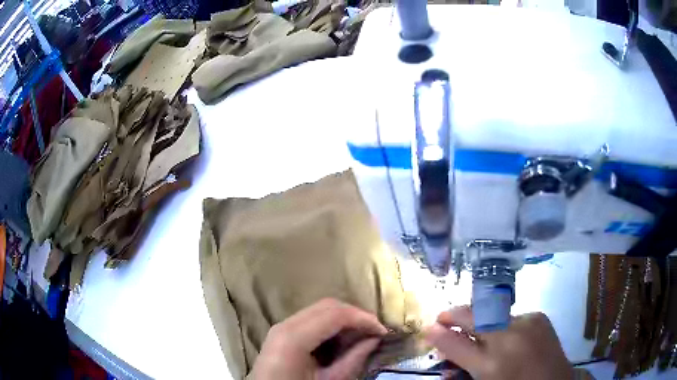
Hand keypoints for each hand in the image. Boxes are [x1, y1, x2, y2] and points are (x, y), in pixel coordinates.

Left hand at [251, 298, 387, 379]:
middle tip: (374, 330)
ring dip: (344, 317)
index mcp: (294, 337)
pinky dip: (331, 323)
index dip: (363, 318)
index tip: (383, 330)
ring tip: (362, 333)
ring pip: (320, 309)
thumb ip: (353, 360)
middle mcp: (286, 324)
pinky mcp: (282, 331)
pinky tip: (342, 336)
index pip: (335, 314)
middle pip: (327, 305)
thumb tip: (374, 340)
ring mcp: (282, 325)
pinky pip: (311, 318)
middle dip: (355, 314)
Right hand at [424, 306, 573, 379]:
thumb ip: (462, 365)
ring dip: (478, 319)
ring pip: (491, 314)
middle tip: (442, 317)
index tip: (428, 327)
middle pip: (474, 318)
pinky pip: (510, 316)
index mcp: (492, 367)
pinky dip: (501, 323)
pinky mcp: (539, 316)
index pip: (457, 345)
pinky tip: (504, 334)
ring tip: (472, 326)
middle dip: (454, 315)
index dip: (440, 334)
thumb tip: (443, 344)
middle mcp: (509, 340)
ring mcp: (527, 324)